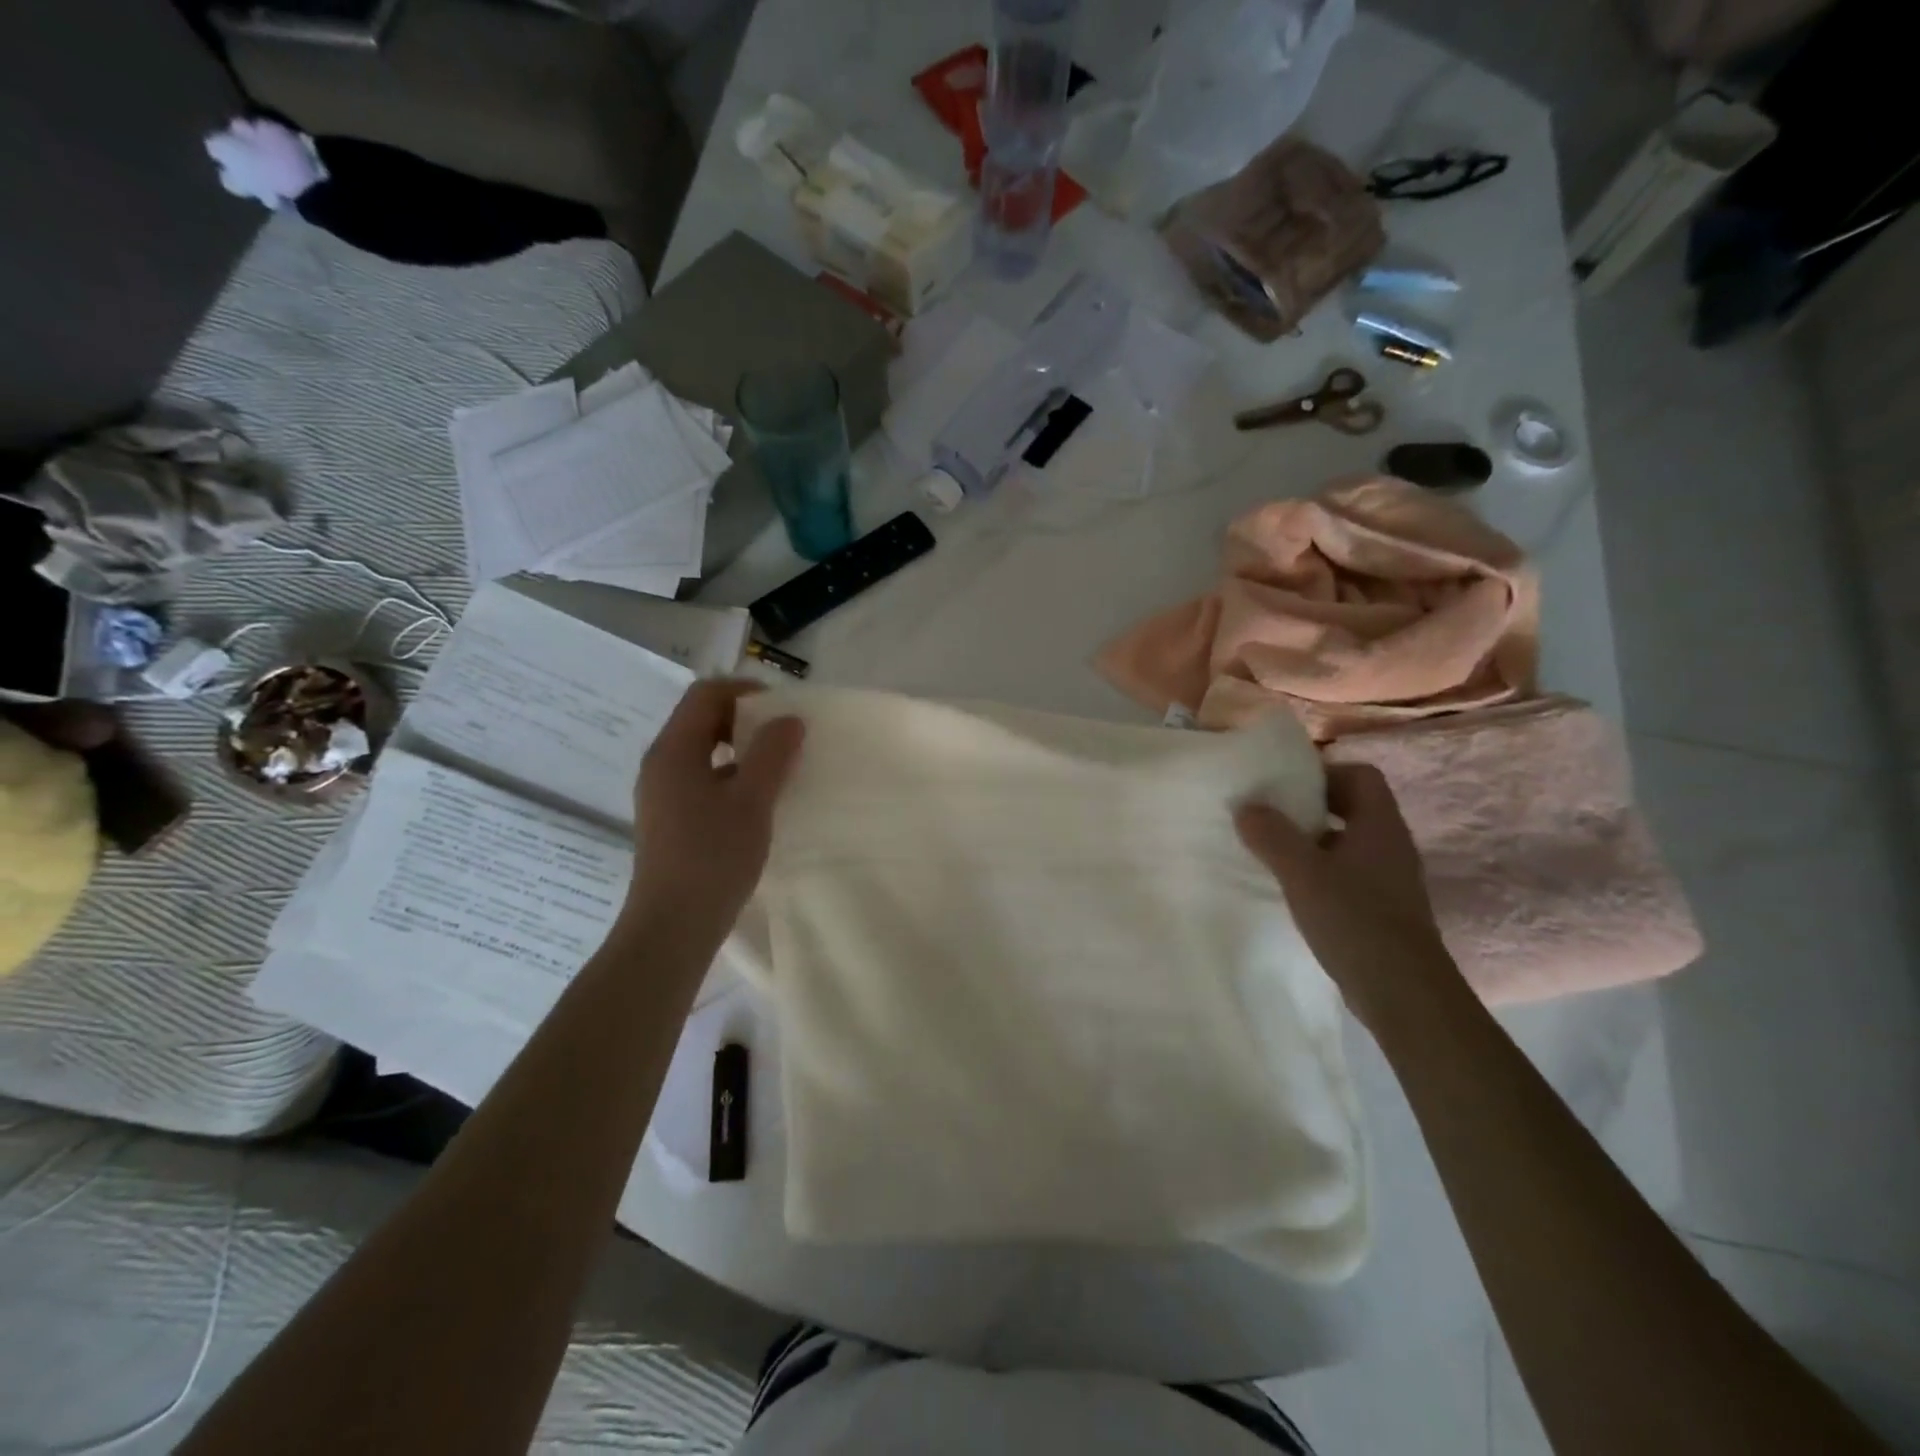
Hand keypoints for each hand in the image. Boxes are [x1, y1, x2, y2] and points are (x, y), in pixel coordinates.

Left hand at [629, 680, 803, 925]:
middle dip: (746, 719)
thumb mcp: (752, 800)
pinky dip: (731, 775)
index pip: (706, 694)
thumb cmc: (713, 857)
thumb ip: (772, 754)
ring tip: (779, 765)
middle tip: (786, 734)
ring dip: (741, 749)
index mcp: (674, 750)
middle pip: (702, 719)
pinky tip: (758, 799)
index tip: (784, 708)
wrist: (673, 926)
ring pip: (703, 751)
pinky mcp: (670, 819)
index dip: (746, 691)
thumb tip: (789, 719)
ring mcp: (662, 793)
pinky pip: (702, 778)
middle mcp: (661, 764)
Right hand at [1235, 763, 1458, 1030]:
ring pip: (1348, 842)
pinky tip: (1294, 888)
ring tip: (1274, 850)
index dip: (1325, 772)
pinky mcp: (1382, 908)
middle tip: (1271, 815)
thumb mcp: (1301, 872)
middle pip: (1353, 806)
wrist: (1403, 992)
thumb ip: (1271, 835)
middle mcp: (1390, 845)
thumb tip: (1246, 806)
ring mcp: (1389, 878)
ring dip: (1313, 841)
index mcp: (1379, 825)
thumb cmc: (1354, 919)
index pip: (1361, 775)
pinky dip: (1321, 870)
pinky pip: (1349, 873)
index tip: (1286, 785)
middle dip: (1312, 806)